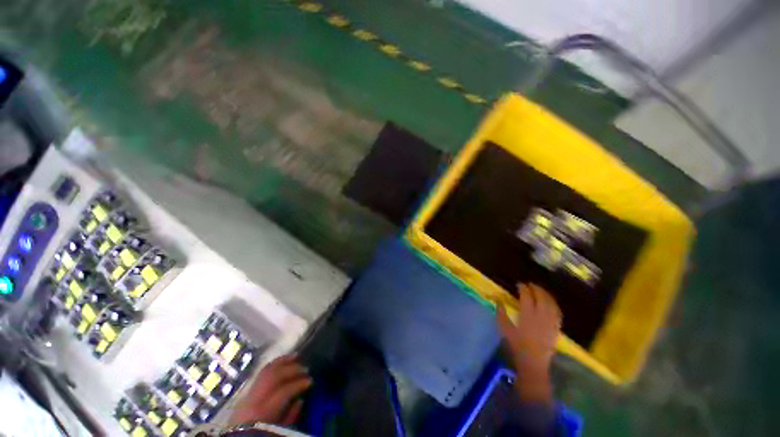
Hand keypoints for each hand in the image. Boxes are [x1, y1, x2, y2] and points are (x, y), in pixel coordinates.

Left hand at [229, 354, 311, 425]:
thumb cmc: (261, 436)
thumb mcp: (277, 430)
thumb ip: (289, 417)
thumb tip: (300, 400)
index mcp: (263, 411)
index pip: (284, 390)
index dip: (299, 384)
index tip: (310, 381)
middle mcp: (254, 398)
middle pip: (275, 376)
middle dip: (292, 369)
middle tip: (305, 369)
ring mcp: (248, 393)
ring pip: (267, 370)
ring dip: (283, 361)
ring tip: (296, 356)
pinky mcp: (246, 391)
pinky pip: (261, 373)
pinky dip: (273, 364)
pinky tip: (283, 361)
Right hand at [497, 284, 561, 403]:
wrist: (533, 363)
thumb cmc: (516, 345)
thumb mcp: (504, 328)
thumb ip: (501, 312)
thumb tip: (498, 299)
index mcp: (527, 316)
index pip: (527, 297)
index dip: (523, 289)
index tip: (519, 284)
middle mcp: (541, 317)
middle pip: (541, 297)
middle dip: (536, 288)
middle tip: (530, 284)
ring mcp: (550, 322)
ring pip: (551, 303)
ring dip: (546, 294)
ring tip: (540, 290)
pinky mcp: (556, 328)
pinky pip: (557, 312)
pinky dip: (554, 304)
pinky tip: (550, 302)